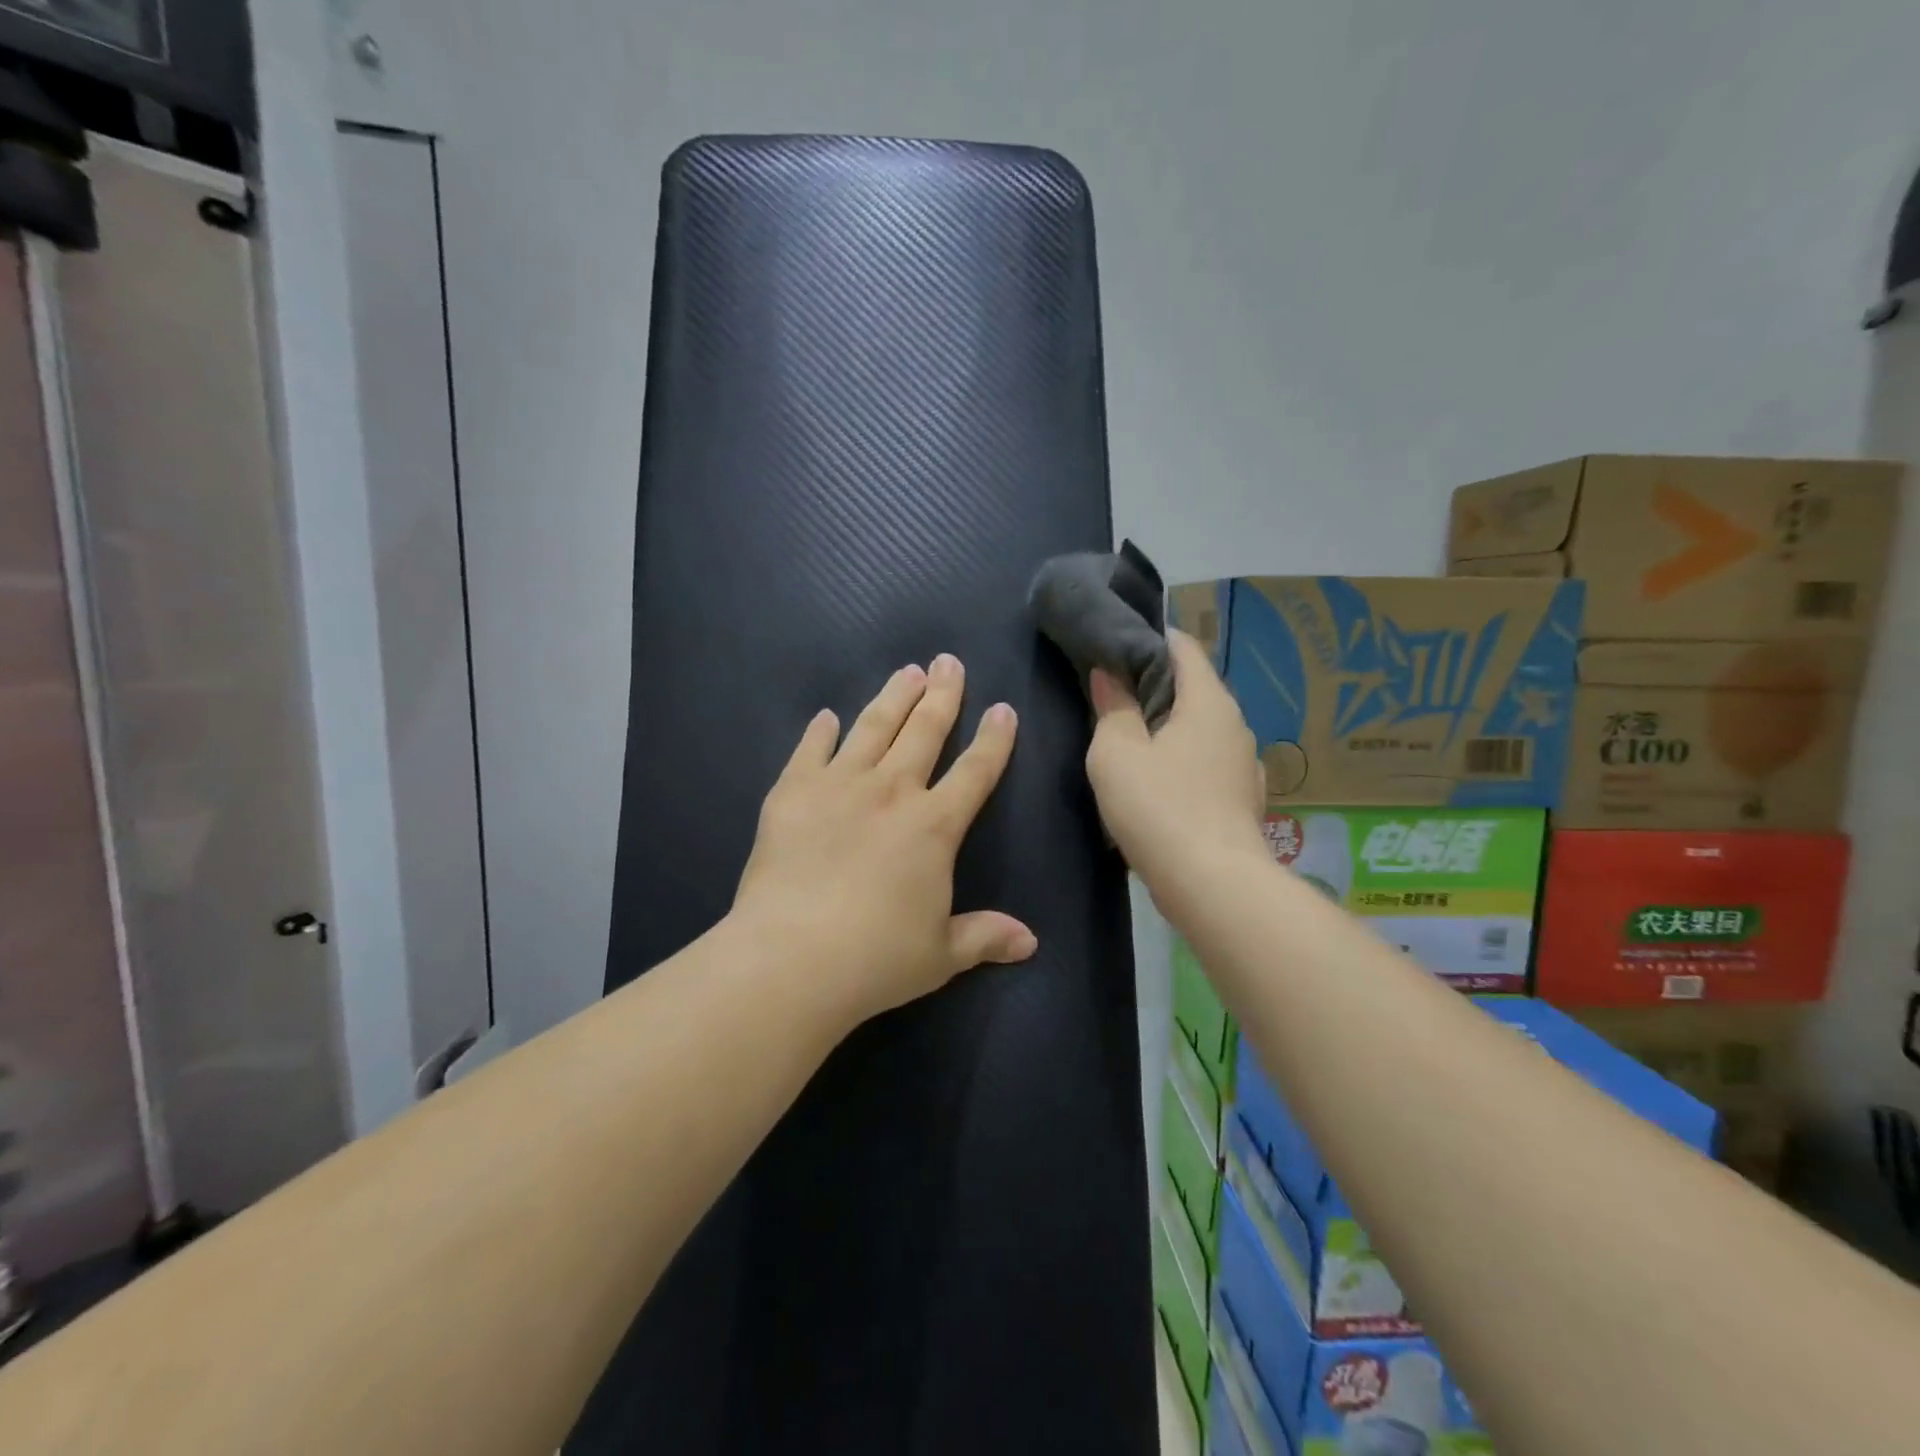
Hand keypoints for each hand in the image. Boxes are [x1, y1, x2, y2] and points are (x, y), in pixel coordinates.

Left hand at [731, 654, 1037, 1025]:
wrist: (792, 958)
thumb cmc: (876, 958)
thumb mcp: (940, 955)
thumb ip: (984, 937)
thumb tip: (1030, 942)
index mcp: (934, 826)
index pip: (975, 771)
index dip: (993, 739)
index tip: (1002, 709)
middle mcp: (891, 792)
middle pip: (924, 731)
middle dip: (942, 694)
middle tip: (948, 662)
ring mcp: (838, 786)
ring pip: (872, 727)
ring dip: (892, 697)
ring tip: (906, 671)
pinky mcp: (792, 793)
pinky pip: (810, 750)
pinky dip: (819, 732)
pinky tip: (825, 716)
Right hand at [1085, 630, 1266, 894]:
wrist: (1213, 885)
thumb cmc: (1159, 808)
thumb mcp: (1117, 752)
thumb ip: (1113, 708)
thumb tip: (1111, 675)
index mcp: (1208, 702)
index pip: (1183, 647)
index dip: (1150, 638)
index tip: (1116, 643)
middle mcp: (1235, 725)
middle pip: (1193, 688)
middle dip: (1154, 685)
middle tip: (1111, 692)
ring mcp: (1244, 765)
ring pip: (1200, 729)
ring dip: (1168, 727)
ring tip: (1129, 737)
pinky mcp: (1241, 800)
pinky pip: (1207, 764)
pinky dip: (1183, 761)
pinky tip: (1158, 782)